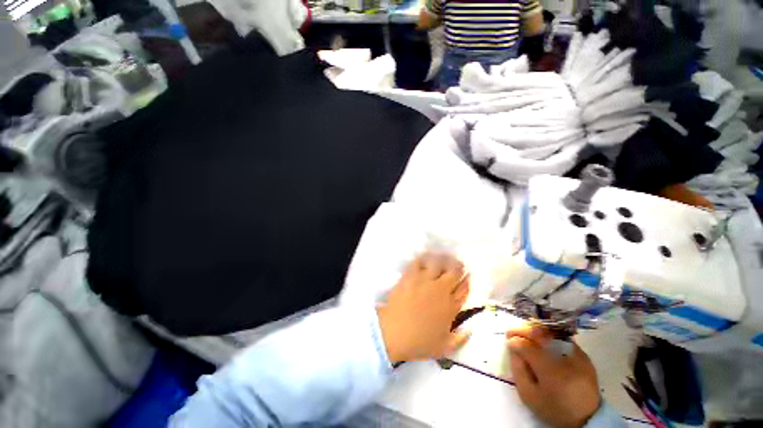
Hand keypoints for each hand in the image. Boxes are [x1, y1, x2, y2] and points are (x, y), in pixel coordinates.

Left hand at [376, 252, 469, 362]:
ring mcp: (424, 281)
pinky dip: (424, 258)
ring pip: (438, 263)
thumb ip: (460, 339)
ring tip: (443, 259)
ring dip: (443, 260)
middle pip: (454, 272)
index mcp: (450, 307)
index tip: (466, 278)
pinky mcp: (410, 276)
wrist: (394, 332)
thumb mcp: (444, 347)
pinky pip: (419, 262)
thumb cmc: (419, 342)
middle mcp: (440, 290)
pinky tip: (426, 258)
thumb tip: (470, 330)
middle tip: (457, 265)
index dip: (466, 281)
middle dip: (458, 267)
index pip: (464, 289)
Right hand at [507, 326, 600, 427]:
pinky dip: (548, 336)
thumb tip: (512, 348)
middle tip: (513, 333)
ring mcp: (577, 354)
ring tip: (526, 335)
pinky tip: (542, 341)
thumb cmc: (554, 408)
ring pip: (551, 333)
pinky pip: (561, 338)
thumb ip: (518, 370)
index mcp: (551, 371)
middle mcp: (565, 358)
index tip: (507, 340)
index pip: (527, 346)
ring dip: (535, 331)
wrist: (586, 417)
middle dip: (522, 331)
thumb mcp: (529, 395)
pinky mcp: (583, 355)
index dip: (514, 340)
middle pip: (539, 334)